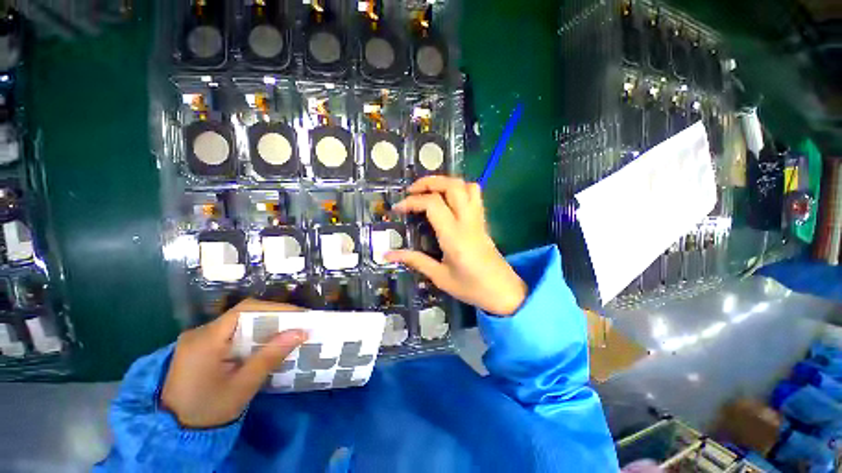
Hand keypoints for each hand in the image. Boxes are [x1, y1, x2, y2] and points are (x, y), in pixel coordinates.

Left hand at [161, 299, 306, 427]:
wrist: (175, 433)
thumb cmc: (209, 411)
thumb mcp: (243, 385)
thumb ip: (270, 356)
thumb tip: (301, 332)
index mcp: (206, 339)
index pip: (245, 310)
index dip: (275, 308)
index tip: (300, 315)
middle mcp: (199, 332)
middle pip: (243, 314)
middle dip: (273, 317)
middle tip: (298, 324)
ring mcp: (198, 339)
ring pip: (239, 323)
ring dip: (264, 326)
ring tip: (288, 332)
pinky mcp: (200, 347)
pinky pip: (232, 333)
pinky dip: (252, 334)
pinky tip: (265, 344)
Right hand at [385, 176, 526, 315]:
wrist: (503, 292)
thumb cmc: (471, 288)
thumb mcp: (440, 277)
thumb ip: (415, 261)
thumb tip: (387, 254)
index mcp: (454, 236)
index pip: (432, 204)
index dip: (412, 201)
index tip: (398, 209)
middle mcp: (467, 221)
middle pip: (451, 185)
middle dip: (429, 182)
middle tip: (412, 190)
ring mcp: (478, 219)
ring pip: (465, 185)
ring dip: (445, 182)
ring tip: (429, 191)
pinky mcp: (482, 221)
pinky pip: (475, 194)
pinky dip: (460, 188)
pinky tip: (448, 200)